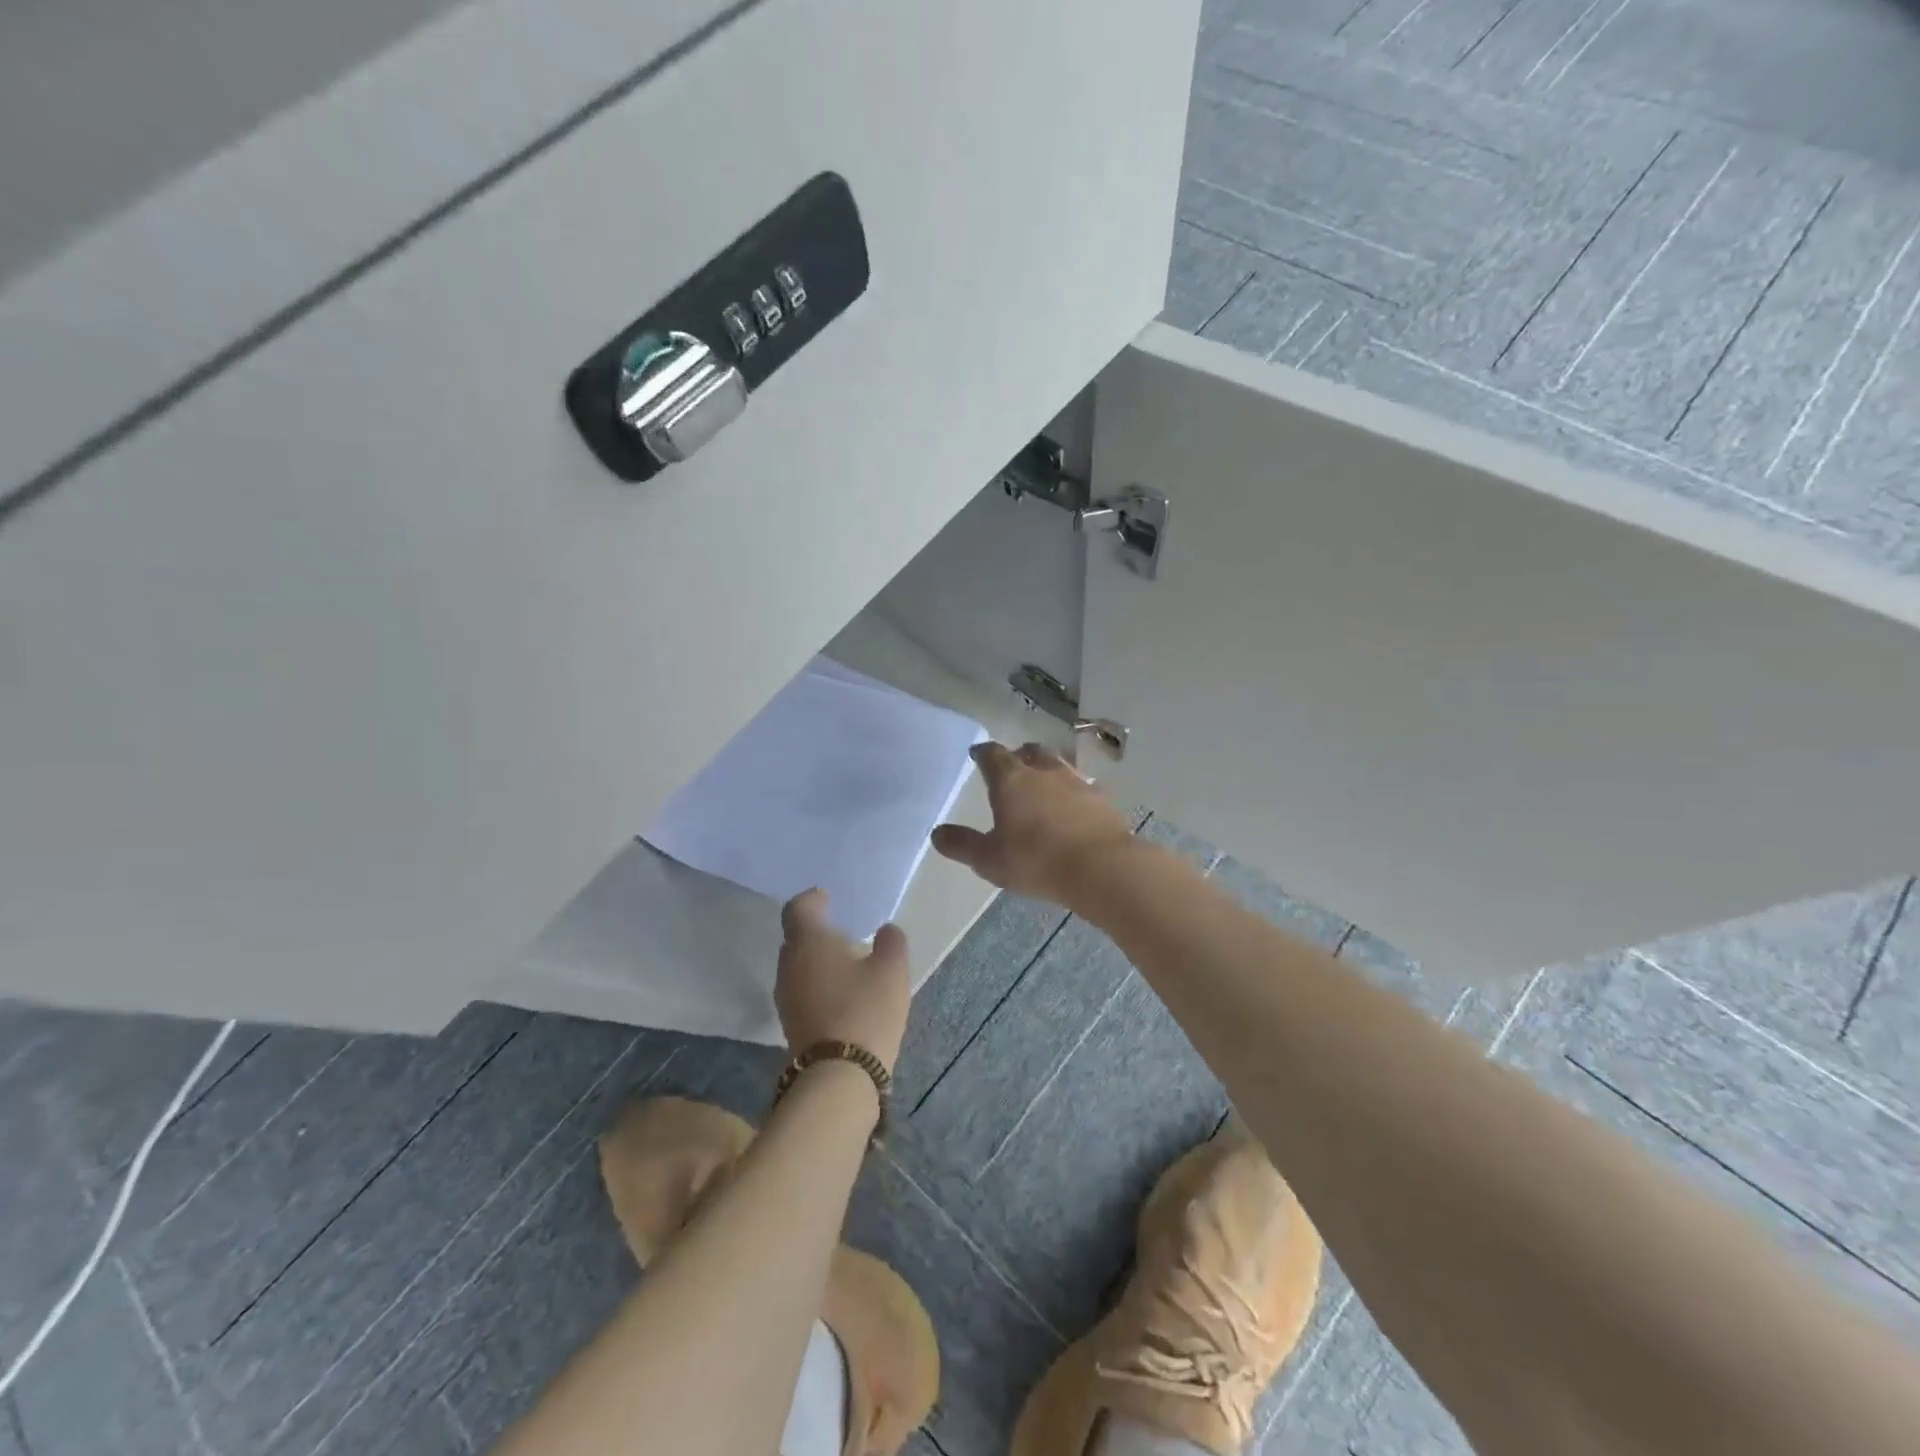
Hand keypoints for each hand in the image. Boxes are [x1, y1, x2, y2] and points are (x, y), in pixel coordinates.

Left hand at [775, 889, 911, 1072]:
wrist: (839, 1076)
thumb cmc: (865, 1009)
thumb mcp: (892, 969)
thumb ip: (891, 942)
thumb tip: (886, 931)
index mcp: (808, 940)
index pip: (798, 907)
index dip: (812, 899)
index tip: (828, 899)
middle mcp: (789, 964)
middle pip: (796, 937)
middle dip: (817, 932)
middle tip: (845, 933)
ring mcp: (786, 997)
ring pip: (798, 966)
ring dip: (818, 961)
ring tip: (848, 966)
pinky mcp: (790, 1024)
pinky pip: (802, 991)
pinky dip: (818, 985)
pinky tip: (843, 995)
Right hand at [930, 741, 1139, 908]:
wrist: (1101, 867)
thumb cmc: (1036, 860)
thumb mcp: (990, 859)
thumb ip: (962, 844)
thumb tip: (937, 833)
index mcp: (1011, 780)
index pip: (993, 755)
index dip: (983, 753)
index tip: (978, 754)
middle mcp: (1044, 772)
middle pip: (1030, 752)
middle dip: (1020, 755)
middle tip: (1013, 764)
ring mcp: (1077, 782)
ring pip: (1059, 765)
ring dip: (1048, 771)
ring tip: (1044, 784)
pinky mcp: (1102, 799)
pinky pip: (1083, 787)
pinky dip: (1073, 792)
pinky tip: (1073, 808)